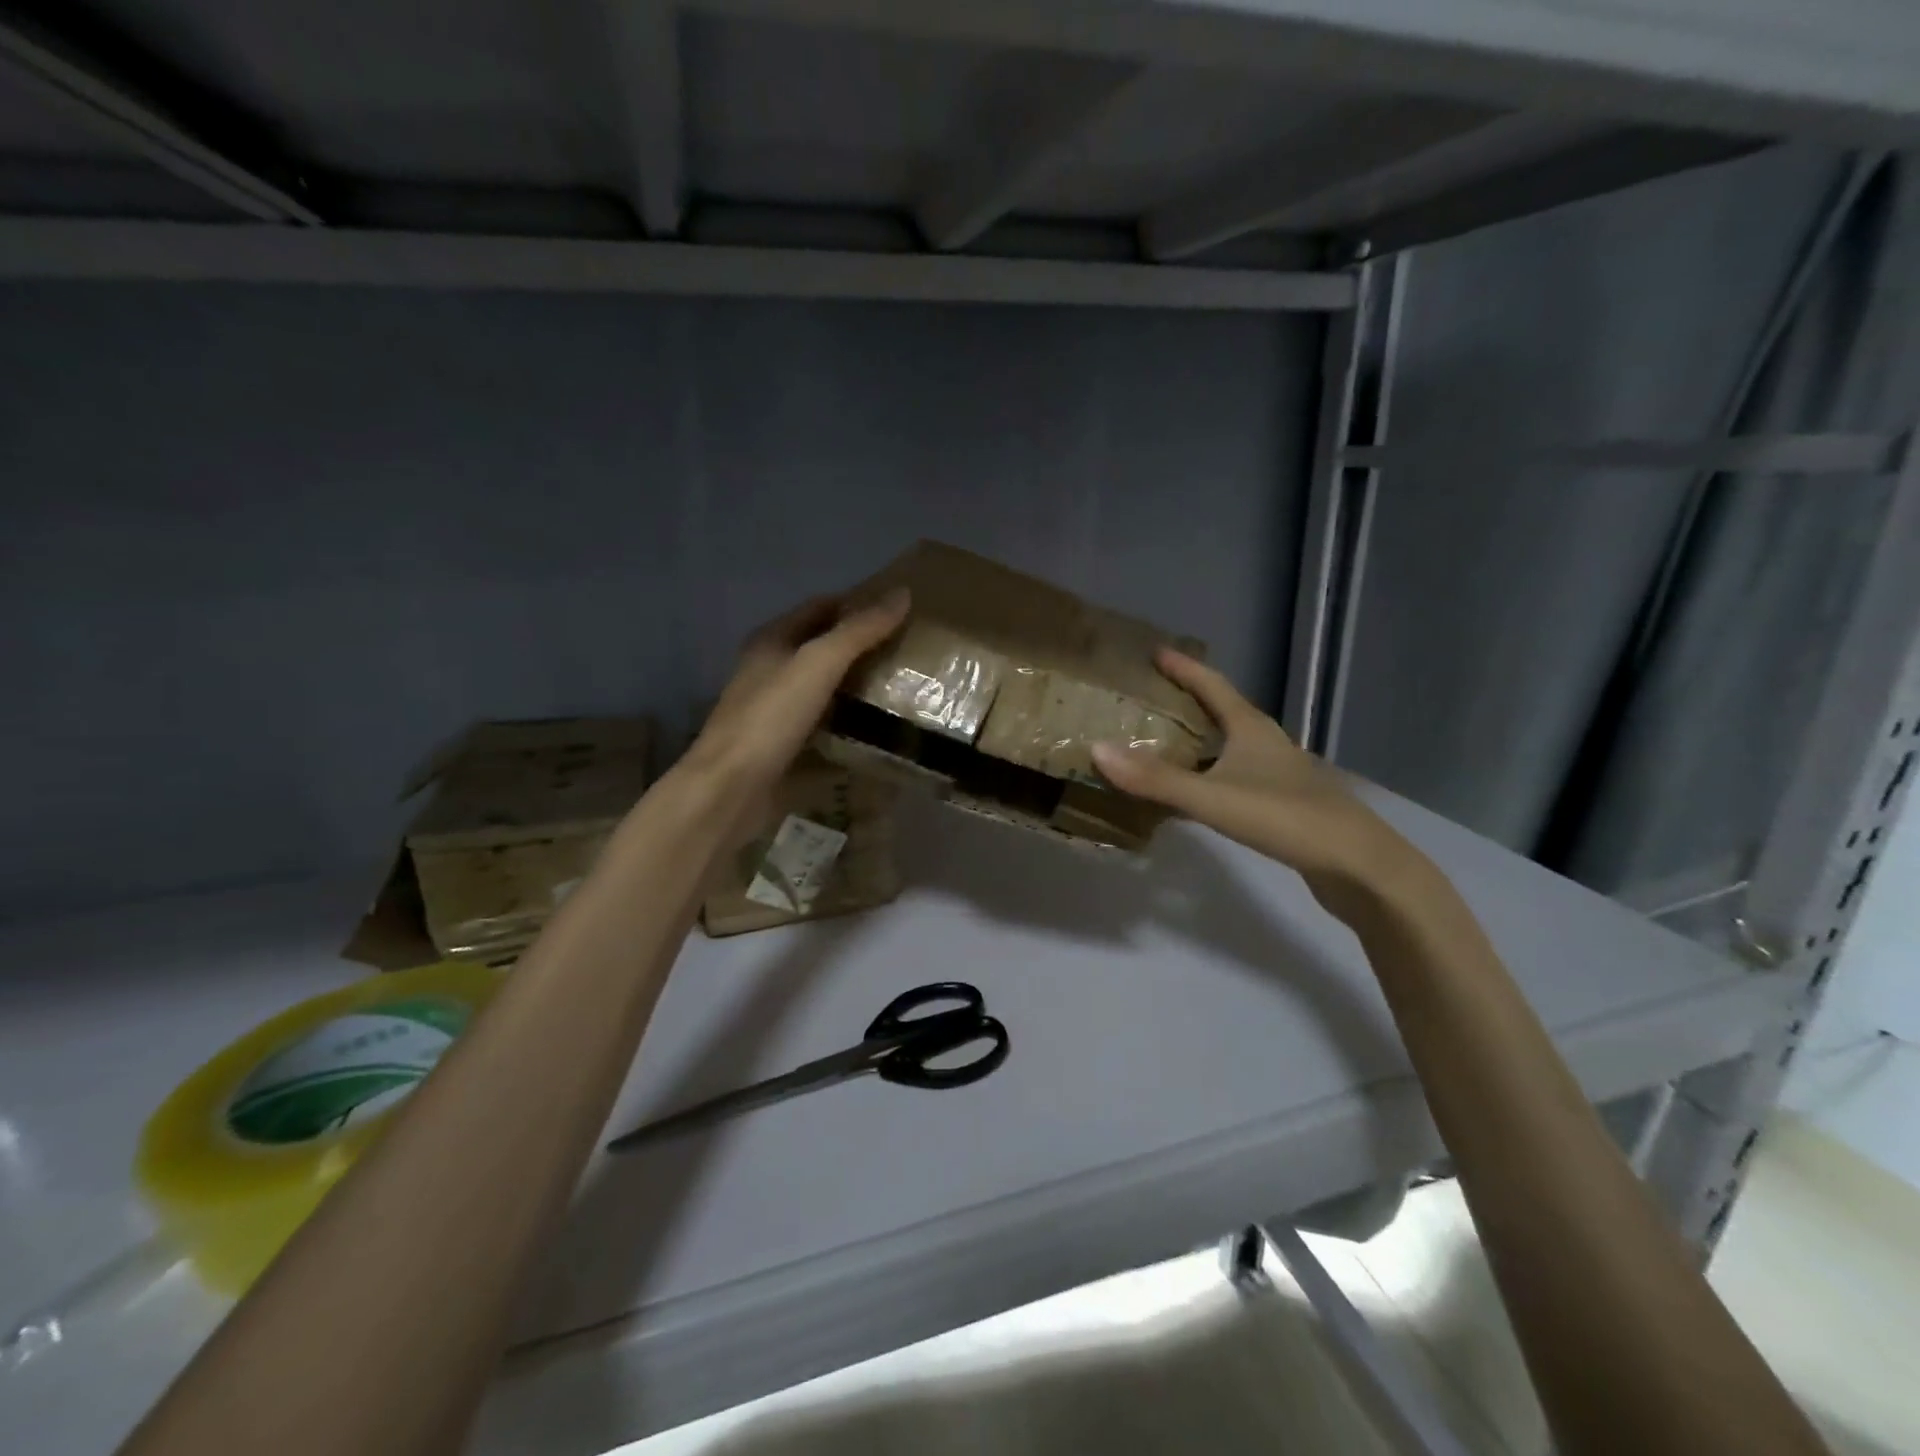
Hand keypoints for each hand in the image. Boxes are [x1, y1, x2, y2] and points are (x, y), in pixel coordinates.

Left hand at [681, 588, 910, 799]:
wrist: (732, 787)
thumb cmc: (771, 716)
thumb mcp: (819, 664)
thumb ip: (859, 630)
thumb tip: (903, 594)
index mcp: (771, 640)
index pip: (819, 606)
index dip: (856, 602)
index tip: (898, 609)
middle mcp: (770, 669)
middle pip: (821, 646)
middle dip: (860, 645)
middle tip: (907, 648)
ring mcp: (775, 709)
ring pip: (823, 686)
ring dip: (856, 684)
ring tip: (901, 684)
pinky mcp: (784, 744)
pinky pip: (823, 722)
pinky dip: (848, 720)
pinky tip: (876, 727)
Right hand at [1091, 649, 1422, 902]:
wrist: (1358, 867)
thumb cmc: (1287, 819)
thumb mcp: (1214, 798)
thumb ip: (1157, 779)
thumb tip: (1096, 749)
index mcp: (1251, 729)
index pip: (1213, 685)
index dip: (1183, 668)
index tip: (1155, 651)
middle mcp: (1266, 744)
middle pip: (1222, 711)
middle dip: (1187, 700)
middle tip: (1149, 696)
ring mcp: (1277, 774)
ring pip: (1230, 745)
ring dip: (1198, 739)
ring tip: (1162, 740)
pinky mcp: (1282, 804)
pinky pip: (1234, 776)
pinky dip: (1208, 774)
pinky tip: (1193, 792)